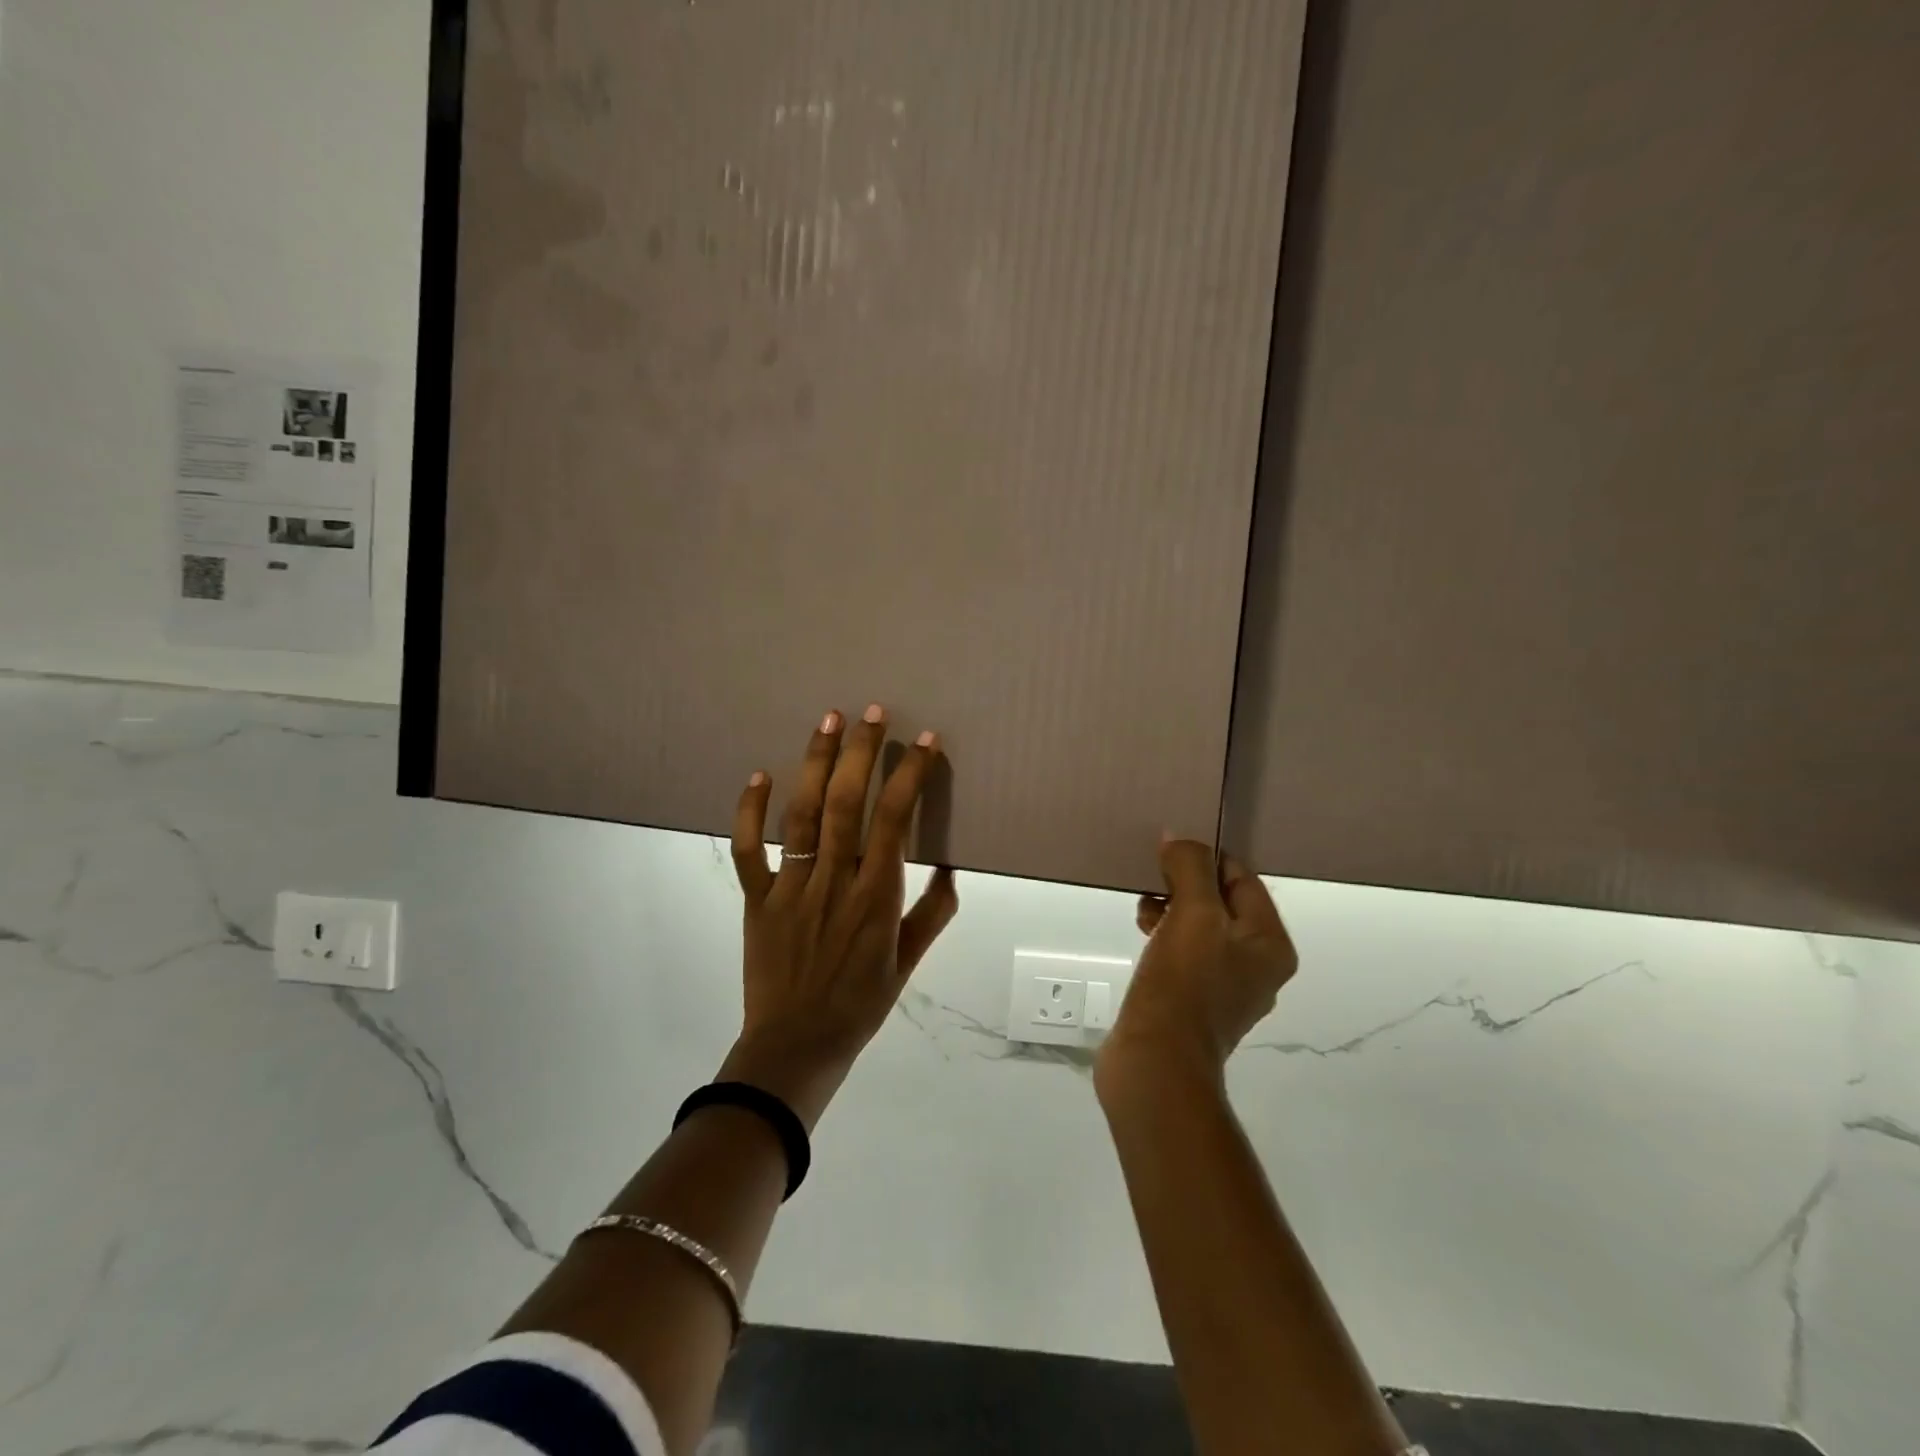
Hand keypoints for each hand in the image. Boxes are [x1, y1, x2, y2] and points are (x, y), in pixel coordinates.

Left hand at [720, 705, 959, 1127]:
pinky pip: (749, 851)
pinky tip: (758, 775)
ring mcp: (791, 888)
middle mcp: (834, 881)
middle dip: (861, 752)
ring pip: (802, 816)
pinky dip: (750, 813)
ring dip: (813, 764)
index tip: (924, 742)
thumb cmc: (859, 1004)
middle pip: (846, 804)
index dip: (910, 776)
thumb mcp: (908, 964)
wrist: (796, 1047)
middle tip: (872, 712)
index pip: (896, 821)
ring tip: (826, 720)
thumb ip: (933, 914)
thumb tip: (951, 868)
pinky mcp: (756, 899)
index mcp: (875, 897)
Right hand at [1097, 838, 1296, 1090]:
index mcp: (1270, 945)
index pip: (1243, 880)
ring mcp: (1224, 989)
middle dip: (1185, 885)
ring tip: (1143, 908)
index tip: (1169, 851)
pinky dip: (1163, 935)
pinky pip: (1183, 953)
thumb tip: (1177, 838)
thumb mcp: (1192, 914)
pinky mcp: (1192, 1004)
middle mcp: (1256, 966)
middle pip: (1221, 903)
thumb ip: (1190, 868)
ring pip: (1199, 927)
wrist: (1156, 1063)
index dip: (1207, 859)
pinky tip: (1142, 934)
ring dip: (1171, 908)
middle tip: (1153, 880)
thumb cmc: (1183, 984)